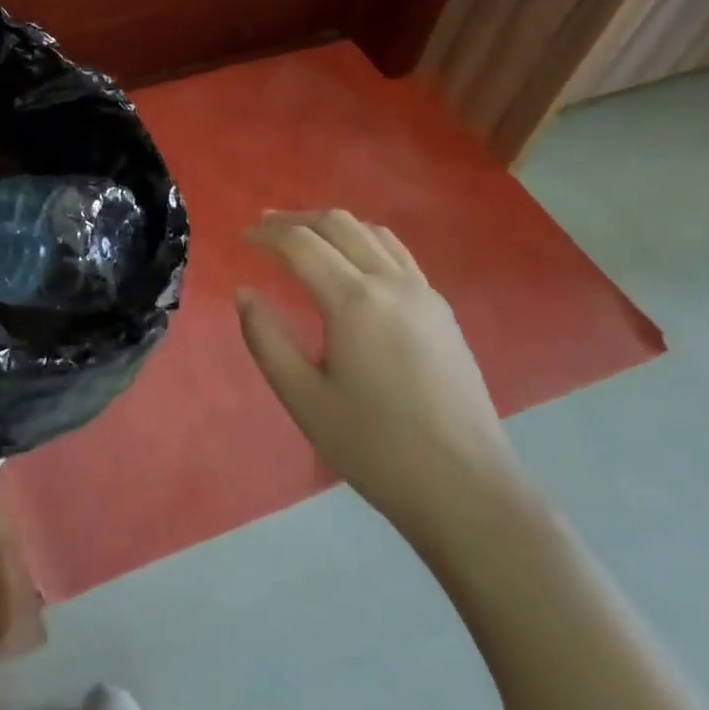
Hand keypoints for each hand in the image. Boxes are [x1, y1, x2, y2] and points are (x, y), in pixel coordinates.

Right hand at [237, 209, 528, 553]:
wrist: (467, 489)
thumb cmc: (376, 448)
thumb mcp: (304, 398)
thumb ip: (266, 339)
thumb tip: (244, 293)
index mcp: (354, 301)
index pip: (301, 244)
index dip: (266, 235)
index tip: (241, 238)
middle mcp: (391, 282)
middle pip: (337, 225)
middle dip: (296, 220)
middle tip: (264, 228)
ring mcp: (423, 293)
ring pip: (371, 232)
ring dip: (330, 225)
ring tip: (303, 236)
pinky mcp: (441, 310)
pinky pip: (397, 253)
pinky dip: (364, 240)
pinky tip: (353, 260)